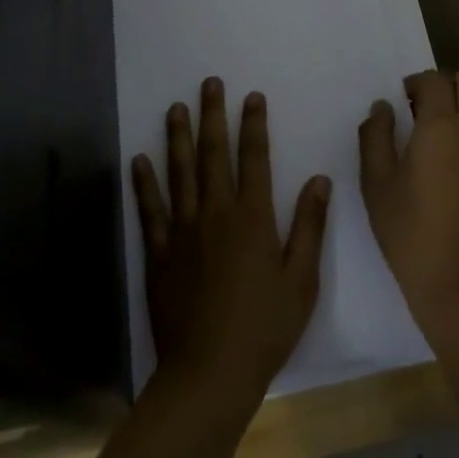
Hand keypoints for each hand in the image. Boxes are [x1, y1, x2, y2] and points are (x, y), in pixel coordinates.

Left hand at [132, 77, 330, 415]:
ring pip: (180, 172)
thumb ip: (310, 227)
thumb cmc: (264, 329)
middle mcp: (216, 213)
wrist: (209, 374)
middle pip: (213, 154)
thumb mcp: (301, 281)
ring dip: (178, 137)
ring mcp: (183, 231)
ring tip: (176, 108)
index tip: (252, 96)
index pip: (255, 158)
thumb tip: (319, 179)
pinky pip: (150, 209)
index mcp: (253, 218)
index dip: (254, 124)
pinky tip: (138, 160)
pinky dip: (144, 183)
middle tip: (209, 83)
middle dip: (213, 115)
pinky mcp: (160, 253)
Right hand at [360, 69, 458, 328]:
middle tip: (428, 111)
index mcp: (440, 125)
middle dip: (448, 85)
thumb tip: (383, 106)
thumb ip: (375, 136)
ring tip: (453, 129)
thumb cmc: (411, 232)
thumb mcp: (376, 184)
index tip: (404, 102)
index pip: (435, 79)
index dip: (416, 83)